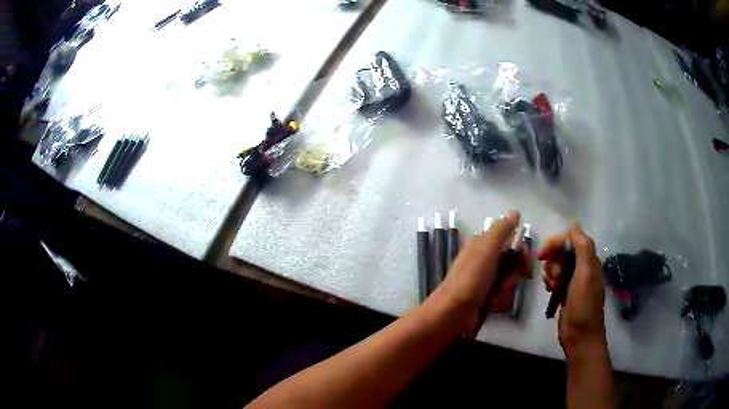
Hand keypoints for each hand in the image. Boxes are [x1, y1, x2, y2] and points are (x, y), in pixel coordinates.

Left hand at [430, 210, 532, 335]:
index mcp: (484, 245)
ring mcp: (485, 279)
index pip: (513, 243)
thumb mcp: (486, 250)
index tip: (526, 268)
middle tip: (503, 285)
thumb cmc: (470, 280)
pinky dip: (499, 302)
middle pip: (514, 265)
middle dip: (512, 278)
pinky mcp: (485, 297)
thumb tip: (516, 212)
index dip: (522, 255)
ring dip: (505, 292)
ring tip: (493, 299)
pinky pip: (503, 297)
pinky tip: (490, 306)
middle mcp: (486, 260)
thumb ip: (501, 230)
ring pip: (510, 282)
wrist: (452, 313)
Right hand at [538, 224, 606, 357]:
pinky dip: (550, 281)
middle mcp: (582, 266)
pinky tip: (550, 291)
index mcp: (589, 259)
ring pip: (557, 265)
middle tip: (553, 276)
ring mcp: (574, 280)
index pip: (571, 239)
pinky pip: (555, 278)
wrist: (580, 335)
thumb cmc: (584, 304)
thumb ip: (582, 246)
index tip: (541, 255)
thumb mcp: (586, 272)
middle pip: (562, 251)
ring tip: (553, 286)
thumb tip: (573, 225)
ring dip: (551, 272)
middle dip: (553, 260)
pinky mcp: (565, 292)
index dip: (555, 243)